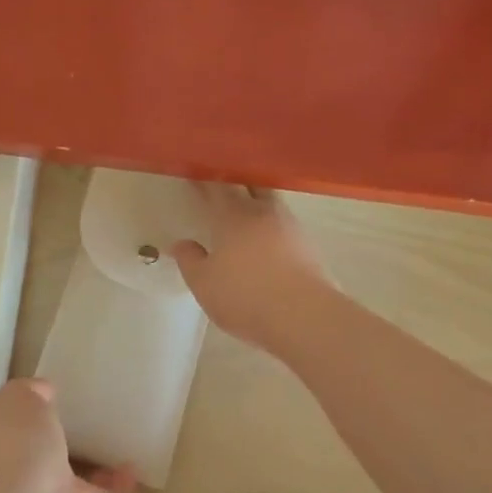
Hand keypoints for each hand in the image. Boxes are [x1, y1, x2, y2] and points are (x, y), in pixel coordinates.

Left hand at [0, 379, 130, 492]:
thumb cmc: (19, 451)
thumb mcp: (16, 402)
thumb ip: (29, 392)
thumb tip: (45, 391)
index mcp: (6, 448)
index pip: (19, 427)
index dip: (35, 410)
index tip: (58, 392)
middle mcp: (32, 476)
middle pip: (51, 452)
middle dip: (65, 435)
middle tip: (92, 409)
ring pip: (82, 475)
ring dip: (96, 458)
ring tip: (118, 430)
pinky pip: (115, 492)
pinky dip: (126, 479)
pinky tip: (137, 458)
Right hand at [171, 183, 333, 355]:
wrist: (303, 315)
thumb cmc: (245, 296)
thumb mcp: (204, 284)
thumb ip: (190, 261)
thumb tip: (182, 244)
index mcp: (233, 216)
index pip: (215, 188)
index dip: (203, 182)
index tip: (194, 177)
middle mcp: (264, 212)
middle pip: (251, 185)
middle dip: (237, 183)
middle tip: (224, 187)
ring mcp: (291, 227)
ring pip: (272, 204)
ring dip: (259, 203)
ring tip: (247, 214)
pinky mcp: (309, 246)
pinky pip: (286, 227)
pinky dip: (274, 228)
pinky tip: (268, 242)